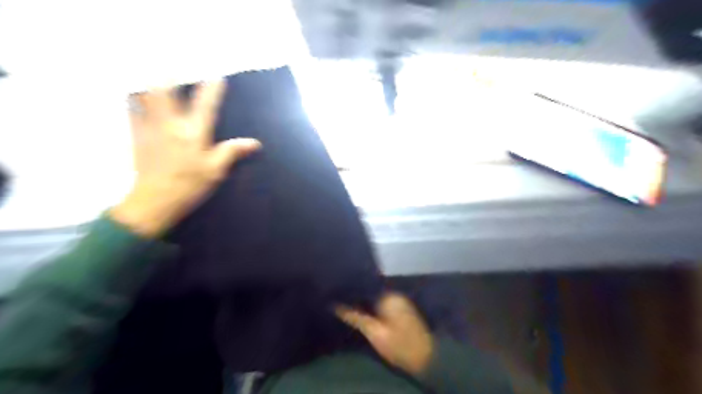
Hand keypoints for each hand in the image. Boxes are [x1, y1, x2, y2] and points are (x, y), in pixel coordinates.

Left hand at [109, 80, 259, 237]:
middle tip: (175, 70)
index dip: (212, 90)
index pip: (205, 105)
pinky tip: (137, 100)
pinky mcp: (137, 136)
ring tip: (157, 80)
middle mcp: (170, 124)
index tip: (217, 77)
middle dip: (170, 77)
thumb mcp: (215, 171)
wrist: (154, 201)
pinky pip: (132, 111)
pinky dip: (135, 102)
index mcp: (193, 133)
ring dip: (151, 85)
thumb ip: (232, 152)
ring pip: (145, 96)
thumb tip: (254, 143)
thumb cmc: (189, 185)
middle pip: (165, 91)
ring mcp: (150, 128)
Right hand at [335, 292, 434, 375]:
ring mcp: (401, 302)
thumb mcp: (374, 332)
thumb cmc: (398, 344)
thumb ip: (355, 317)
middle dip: (359, 298)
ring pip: (378, 299)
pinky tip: (366, 314)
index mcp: (389, 296)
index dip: (352, 291)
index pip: (366, 287)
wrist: (425, 357)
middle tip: (341, 302)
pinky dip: (376, 309)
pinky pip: (385, 305)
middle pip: (372, 293)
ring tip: (350, 307)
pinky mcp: (403, 310)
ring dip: (367, 304)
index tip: (337, 294)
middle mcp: (395, 295)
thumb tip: (335, 306)